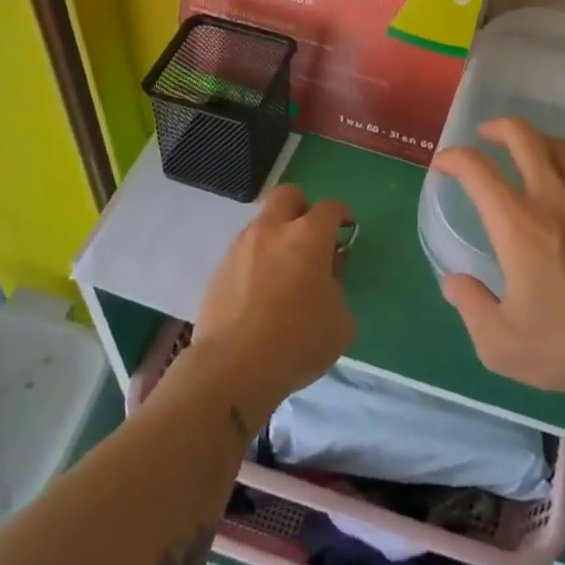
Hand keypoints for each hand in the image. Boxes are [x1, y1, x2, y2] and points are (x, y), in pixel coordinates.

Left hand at [191, 184, 355, 428]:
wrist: (232, 368)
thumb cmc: (298, 341)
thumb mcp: (341, 321)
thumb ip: (337, 289)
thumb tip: (325, 279)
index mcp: (308, 237)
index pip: (330, 207)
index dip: (342, 215)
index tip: (346, 230)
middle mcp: (272, 231)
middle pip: (287, 195)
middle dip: (302, 208)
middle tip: (310, 237)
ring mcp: (240, 248)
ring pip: (261, 223)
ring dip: (276, 236)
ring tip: (283, 271)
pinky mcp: (218, 271)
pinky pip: (242, 253)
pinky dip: (255, 262)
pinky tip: (259, 294)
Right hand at [432, 118, 564, 397]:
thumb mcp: (502, 343)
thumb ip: (471, 307)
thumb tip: (453, 282)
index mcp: (517, 225)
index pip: (478, 170)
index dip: (454, 158)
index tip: (443, 166)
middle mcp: (552, 199)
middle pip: (523, 137)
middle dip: (497, 128)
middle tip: (484, 136)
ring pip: (560, 147)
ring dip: (535, 140)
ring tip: (524, 151)